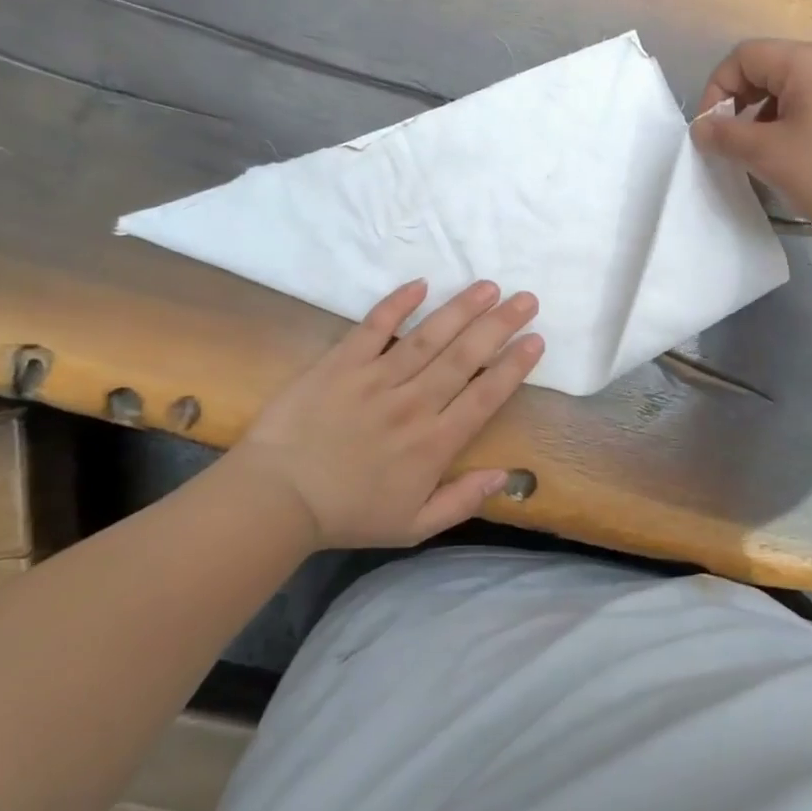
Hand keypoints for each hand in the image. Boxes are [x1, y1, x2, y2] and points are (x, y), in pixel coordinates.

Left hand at [230, 280, 543, 548]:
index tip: (536, 340)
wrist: (276, 500)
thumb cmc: (347, 514)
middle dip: (500, 325)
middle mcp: (413, 404)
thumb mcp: (413, 526)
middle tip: (526, 299)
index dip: (514, 366)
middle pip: (465, 357)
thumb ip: (462, 501)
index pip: (485, 396)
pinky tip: (420, 284)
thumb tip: (505, 475)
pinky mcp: (341, 364)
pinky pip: (374, 327)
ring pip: (428, 337)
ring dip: (461, 309)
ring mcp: (375, 380)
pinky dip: (397, 304)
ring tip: (488, 286)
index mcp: (433, 444)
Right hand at [692, 39, 811, 242]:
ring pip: (794, 89)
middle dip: (741, 106)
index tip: (711, 133)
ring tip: (767, 158)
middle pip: (769, 69)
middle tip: (735, 147)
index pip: (743, 57)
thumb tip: (702, 128)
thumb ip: (727, 137)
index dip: (716, 91)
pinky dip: (797, 123)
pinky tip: (800, 158)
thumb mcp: (770, 156)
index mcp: (808, 60)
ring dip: (768, 118)